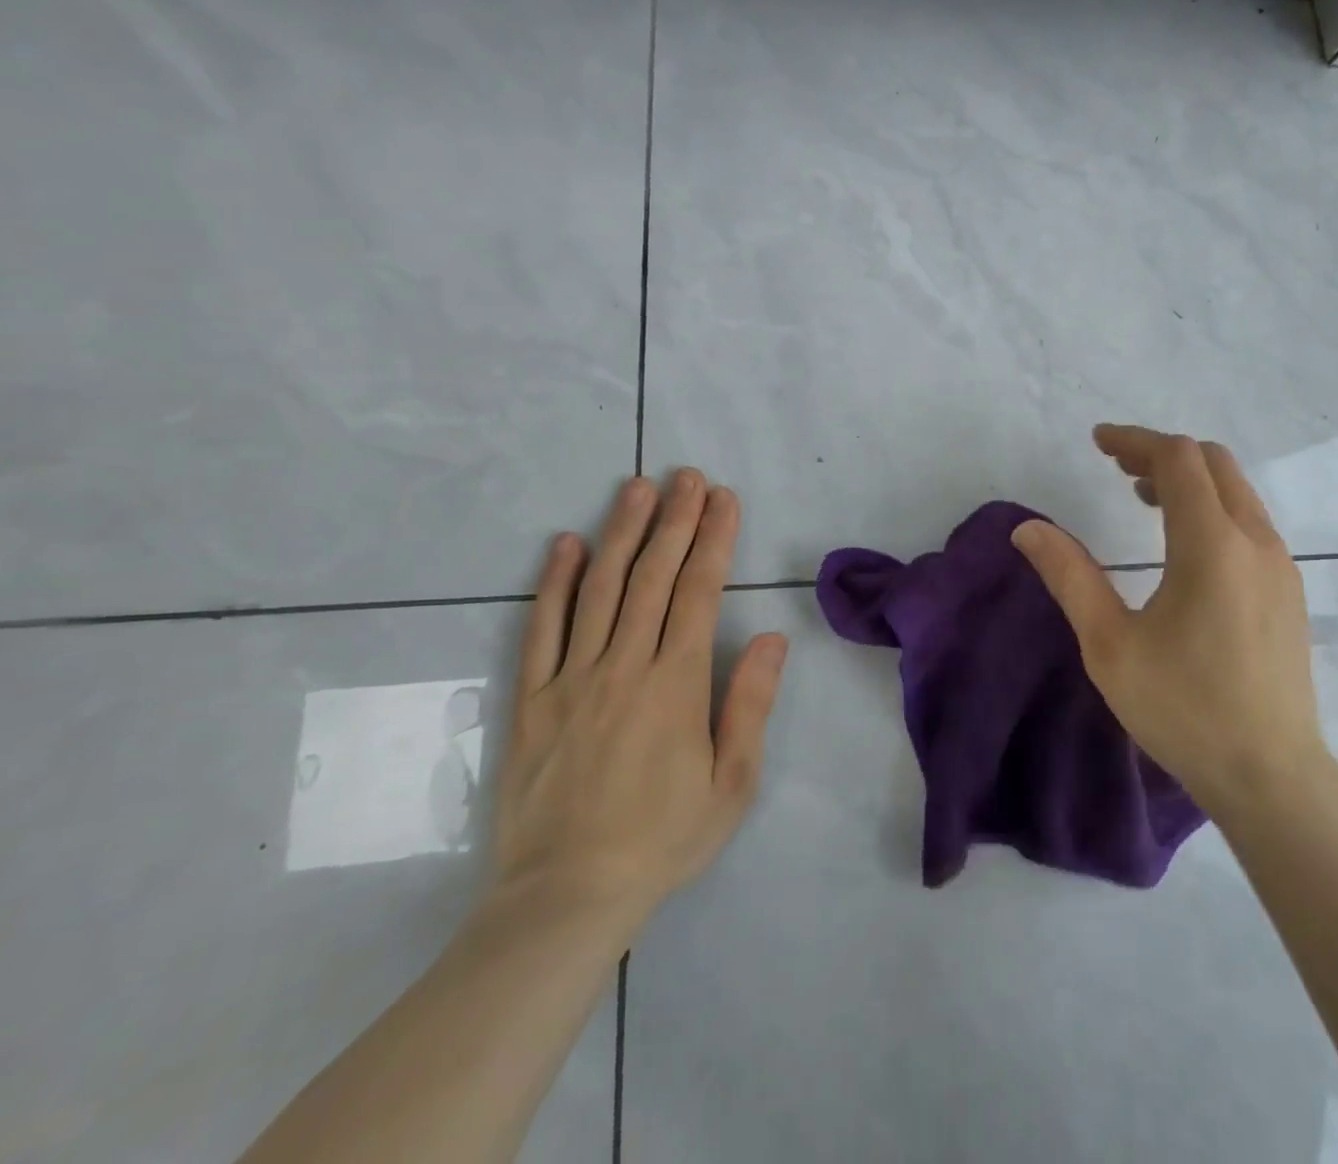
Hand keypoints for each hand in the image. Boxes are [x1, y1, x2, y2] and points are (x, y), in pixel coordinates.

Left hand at [490, 471, 787, 934]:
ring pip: (598, 589)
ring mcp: (570, 679)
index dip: (714, 540)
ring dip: (621, 533)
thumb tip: (769, 636)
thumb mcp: (731, 782)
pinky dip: (553, 582)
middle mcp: (623, 667)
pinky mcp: (530, 699)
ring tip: (637, 488)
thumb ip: (749, 703)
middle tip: (688, 477)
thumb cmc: (662, 839)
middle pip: (651, 577)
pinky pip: (541, 629)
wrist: (564, 898)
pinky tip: (565, 544)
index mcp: (675, 685)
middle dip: (675, 521)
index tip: (724, 500)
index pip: (698, 592)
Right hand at [1012, 425, 1324, 820]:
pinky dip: (1212, 508)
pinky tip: (1183, 545)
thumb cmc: (1183, 709)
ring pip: (1236, 492)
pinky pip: (1249, 522)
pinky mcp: (1288, 591)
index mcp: (1212, 545)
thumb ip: (1069, 576)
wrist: (1272, 776)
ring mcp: (1280, 566)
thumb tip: (1027, 529)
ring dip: (1189, 480)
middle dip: (1161, 453)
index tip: (1098, 442)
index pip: (1177, 459)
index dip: (1134, 441)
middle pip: (1213, 463)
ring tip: (1141, 497)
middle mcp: (1255, 541)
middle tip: (1115, 467)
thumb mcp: (1109, 644)